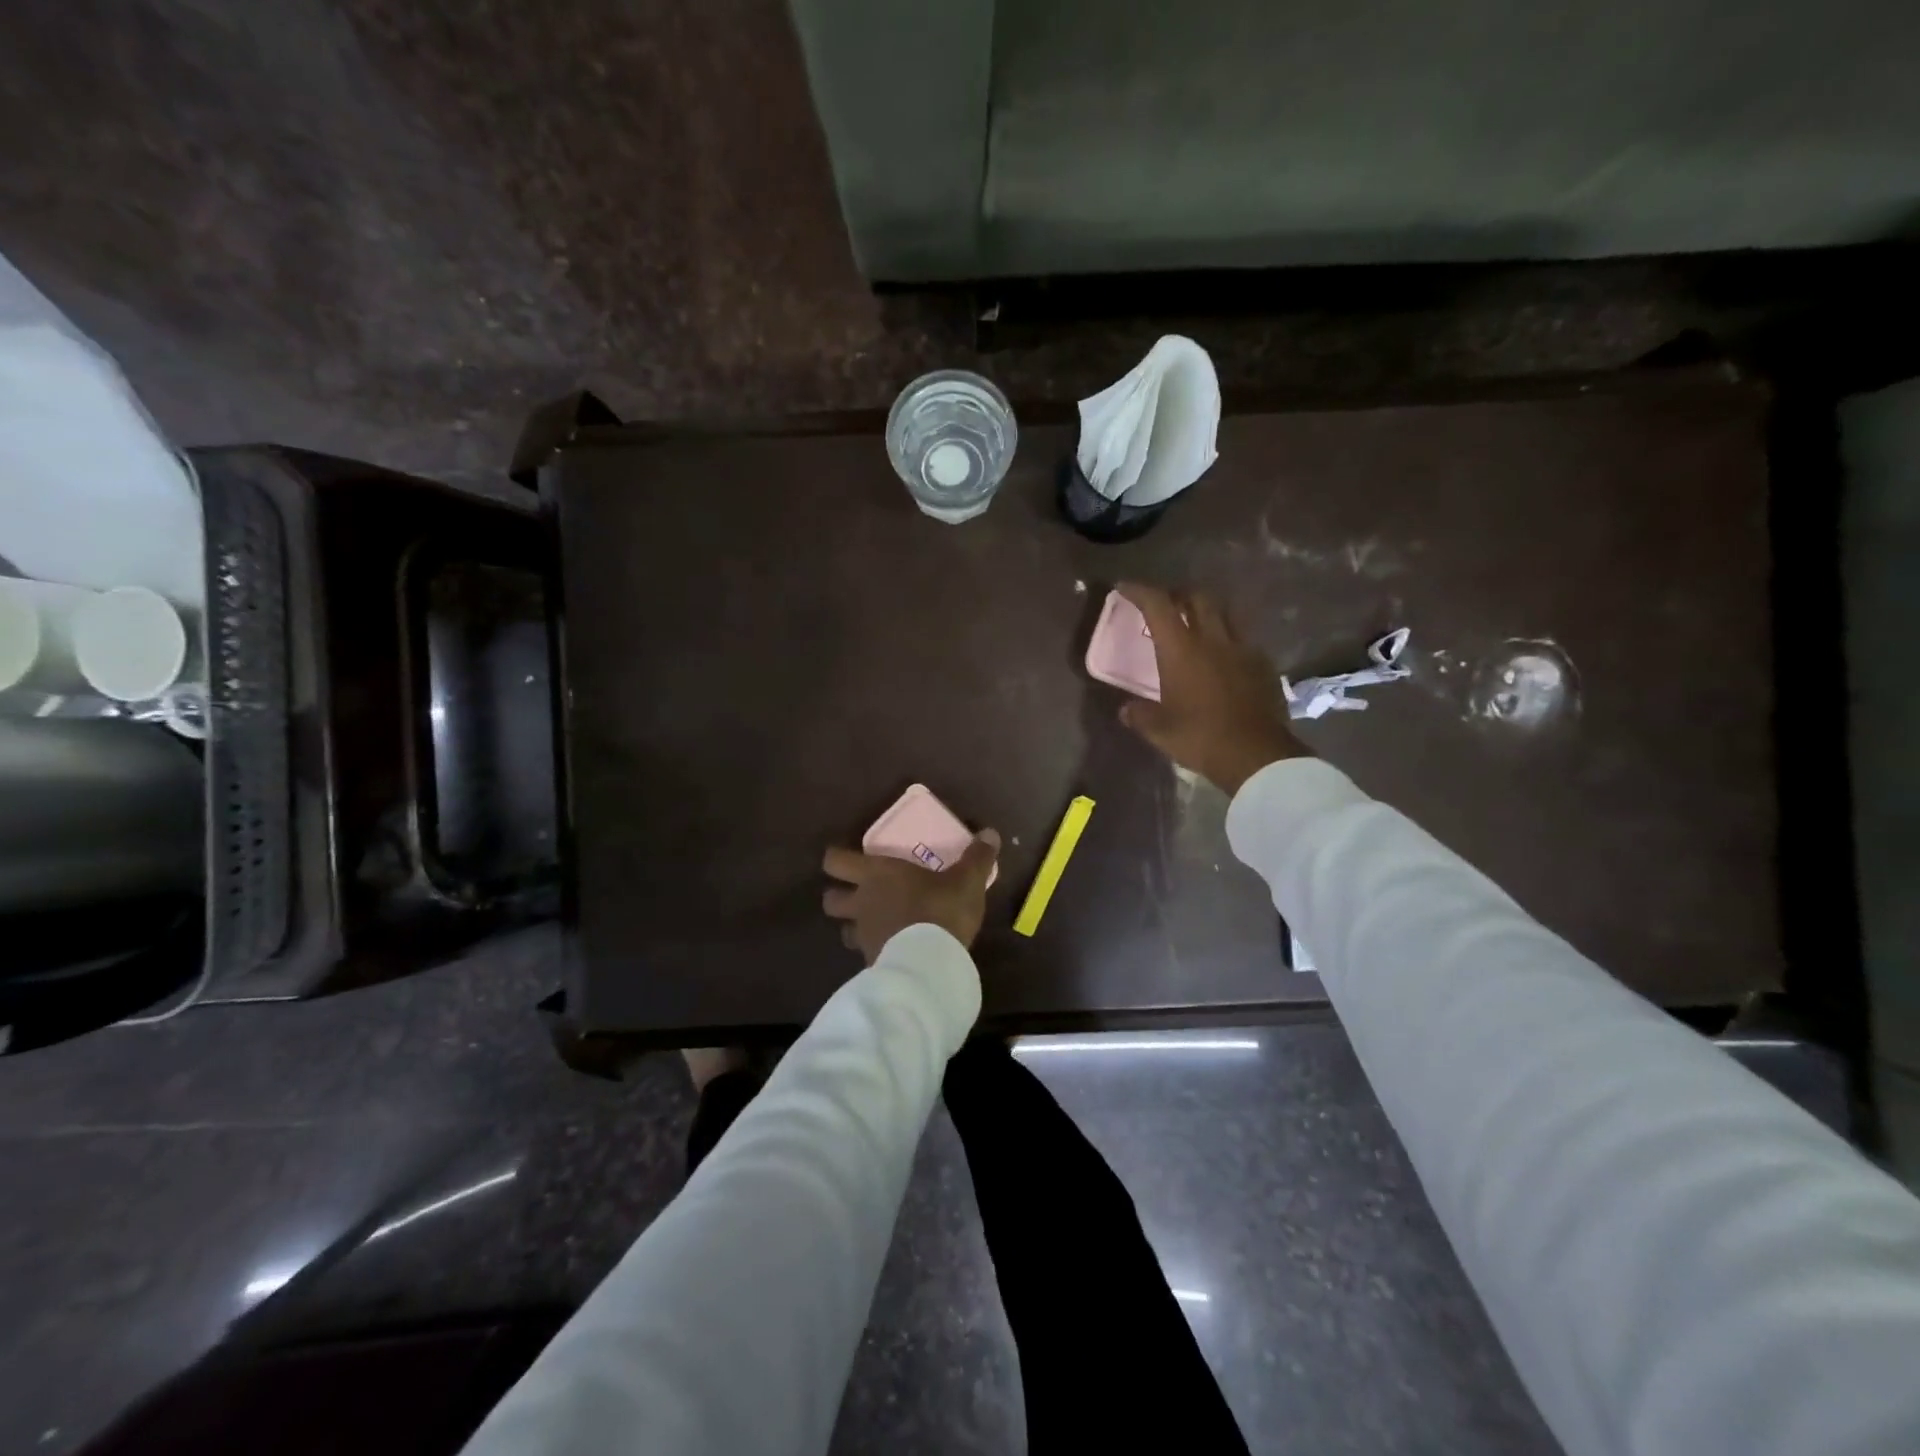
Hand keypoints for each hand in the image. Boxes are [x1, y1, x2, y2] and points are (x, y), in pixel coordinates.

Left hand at [822, 829, 1001, 963]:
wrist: (929, 964)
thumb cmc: (940, 910)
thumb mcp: (967, 880)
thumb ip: (977, 857)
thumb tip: (989, 833)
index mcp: (877, 873)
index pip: (835, 860)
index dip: (837, 859)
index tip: (850, 860)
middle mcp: (862, 901)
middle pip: (830, 898)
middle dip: (839, 895)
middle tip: (859, 894)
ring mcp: (863, 935)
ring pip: (844, 929)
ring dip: (854, 926)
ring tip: (876, 925)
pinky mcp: (871, 963)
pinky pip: (865, 953)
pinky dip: (875, 950)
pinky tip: (893, 951)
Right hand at [1117, 581, 1307, 794]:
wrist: (1256, 755)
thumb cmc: (1200, 737)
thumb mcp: (1159, 730)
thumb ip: (1140, 715)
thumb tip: (1127, 709)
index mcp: (1181, 650)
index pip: (1158, 605)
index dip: (1140, 591)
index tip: (1125, 588)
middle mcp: (1213, 639)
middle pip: (1198, 597)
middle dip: (1179, 594)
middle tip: (1167, 605)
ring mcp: (1243, 650)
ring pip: (1226, 614)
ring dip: (1208, 612)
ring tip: (1197, 625)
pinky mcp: (1264, 665)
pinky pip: (1243, 640)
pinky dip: (1228, 640)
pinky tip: (1224, 659)